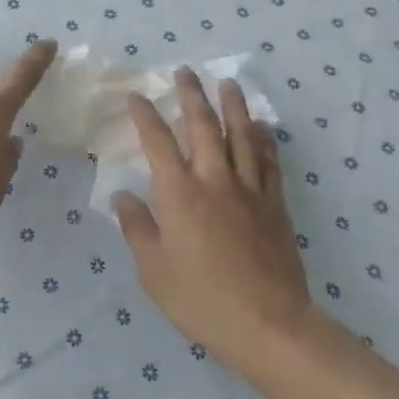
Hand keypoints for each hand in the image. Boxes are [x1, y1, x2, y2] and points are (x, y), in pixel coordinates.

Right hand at [113, 69, 313, 371]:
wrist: (270, 326)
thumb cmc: (202, 300)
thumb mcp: (154, 270)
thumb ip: (137, 228)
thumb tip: (123, 195)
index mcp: (179, 193)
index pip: (158, 142)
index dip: (146, 115)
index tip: (137, 96)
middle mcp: (214, 180)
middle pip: (203, 127)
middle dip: (191, 96)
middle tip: (185, 72)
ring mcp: (249, 191)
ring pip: (242, 136)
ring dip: (233, 106)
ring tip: (228, 83)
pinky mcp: (275, 206)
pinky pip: (270, 163)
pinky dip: (265, 140)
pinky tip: (263, 127)